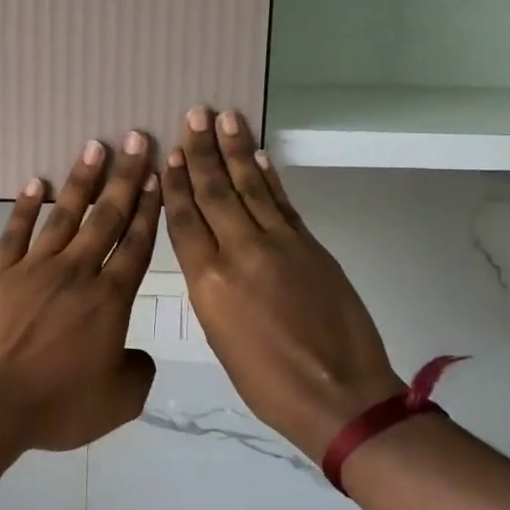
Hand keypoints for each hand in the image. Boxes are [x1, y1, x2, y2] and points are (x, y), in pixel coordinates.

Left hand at [0, 133, 162, 452]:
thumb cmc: (54, 405)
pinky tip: (36, 183)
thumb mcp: (117, 403)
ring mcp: (34, 268)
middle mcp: (76, 273)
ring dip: (81, 181)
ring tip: (94, 147)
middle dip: (124, 178)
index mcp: (109, 300)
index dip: (149, 208)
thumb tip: (138, 355)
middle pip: (105, 218)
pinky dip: (26, 206)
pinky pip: (16, 231)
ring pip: (64, 215)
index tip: (158, 175)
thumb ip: (138, 373)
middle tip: (136, 139)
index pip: (135, 245)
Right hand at [161, 108, 407, 462]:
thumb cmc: (266, 382)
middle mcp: (239, 252)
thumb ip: (210, 288)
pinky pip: (282, 202)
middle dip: (203, 151)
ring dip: (235, 150)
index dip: (176, 183)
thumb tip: (208, 254)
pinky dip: (268, 176)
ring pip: (250, 187)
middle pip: (214, 192)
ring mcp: (279, 244)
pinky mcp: (310, 245)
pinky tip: (257, 156)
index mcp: (208, 282)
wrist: (339, 394)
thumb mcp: (219, 337)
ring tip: (223, 118)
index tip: (170, 153)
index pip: (184, 220)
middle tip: (194, 114)